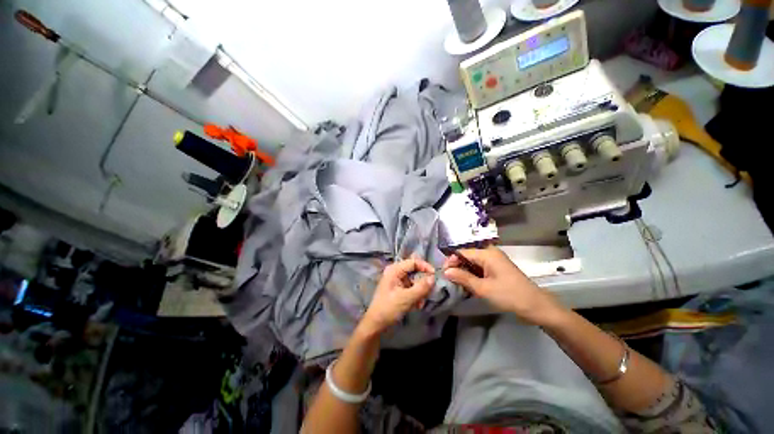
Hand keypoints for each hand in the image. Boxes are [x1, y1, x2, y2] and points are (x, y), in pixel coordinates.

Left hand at [360, 258, 434, 335]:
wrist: (376, 325)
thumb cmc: (388, 309)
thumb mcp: (406, 298)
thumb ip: (421, 288)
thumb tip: (433, 278)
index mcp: (394, 270)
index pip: (413, 262)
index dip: (425, 266)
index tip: (435, 275)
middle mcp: (396, 273)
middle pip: (415, 271)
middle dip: (422, 282)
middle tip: (429, 292)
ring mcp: (397, 281)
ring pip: (414, 281)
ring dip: (420, 291)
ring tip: (420, 303)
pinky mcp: (399, 290)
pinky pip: (411, 288)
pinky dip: (416, 295)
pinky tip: (417, 305)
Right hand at [443, 246, 564, 325]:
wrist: (536, 307)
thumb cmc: (509, 295)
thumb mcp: (483, 288)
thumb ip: (462, 278)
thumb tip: (445, 271)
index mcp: (486, 254)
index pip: (461, 252)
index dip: (451, 261)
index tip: (443, 273)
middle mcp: (489, 254)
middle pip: (466, 256)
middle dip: (456, 267)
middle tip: (449, 280)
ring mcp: (494, 261)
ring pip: (472, 263)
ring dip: (464, 272)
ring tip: (456, 284)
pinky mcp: (496, 270)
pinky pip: (479, 269)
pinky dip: (472, 275)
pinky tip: (467, 285)